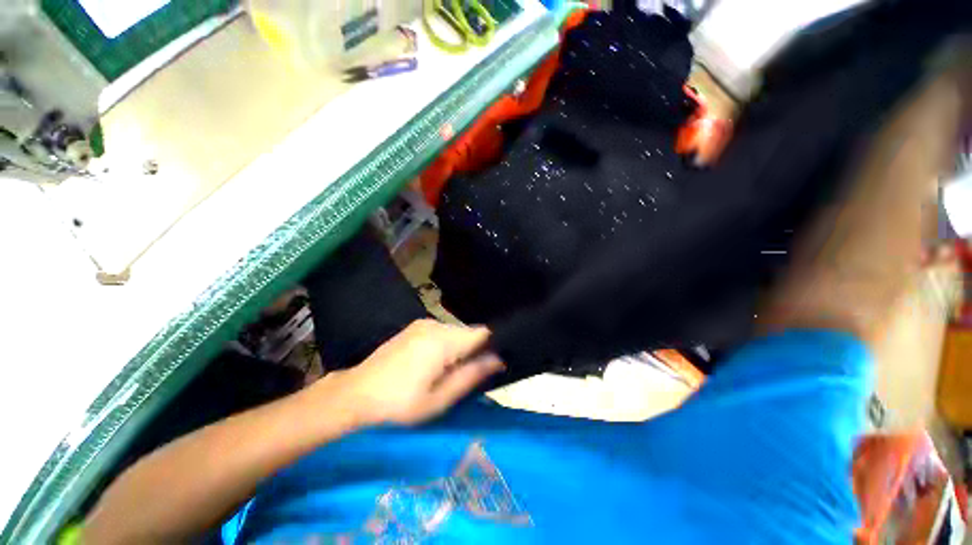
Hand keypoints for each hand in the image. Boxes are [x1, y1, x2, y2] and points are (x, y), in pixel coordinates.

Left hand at [315, 319, 503, 425]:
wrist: (354, 395)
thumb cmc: (398, 405)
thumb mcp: (438, 399)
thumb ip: (471, 375)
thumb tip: (498, 359)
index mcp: (442, 341)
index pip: (482, 333)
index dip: (492, 346)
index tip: (491, 365)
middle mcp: (435, 325)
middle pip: (468, 333)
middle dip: (473, 351)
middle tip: (464, 377)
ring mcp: (422, 324)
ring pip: (455, 333)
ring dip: (458, 349)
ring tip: (446, 374)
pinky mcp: (414, 327)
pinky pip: (441, 333)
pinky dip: (445, 346)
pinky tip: (432, 365)